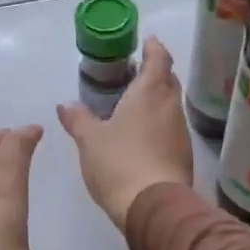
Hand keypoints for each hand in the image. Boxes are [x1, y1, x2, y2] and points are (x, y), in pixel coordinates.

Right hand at [57, 37, 194, 229]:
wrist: (154, 207)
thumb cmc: (119, 163)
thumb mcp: (90, 140)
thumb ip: (78, 119)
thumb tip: (65, 104)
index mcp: (149, 93)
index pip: (159, 59)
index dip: (154, 48)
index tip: (148, 41)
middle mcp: (169, 107)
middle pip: (168, 81)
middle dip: (157, 72)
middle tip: (138, 72)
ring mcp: (180, 132)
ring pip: (171, 105)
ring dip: (158, 99)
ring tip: (137, 103)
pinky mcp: (183, 155)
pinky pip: (171, 128)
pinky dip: (159, 123)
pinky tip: (144, 134)